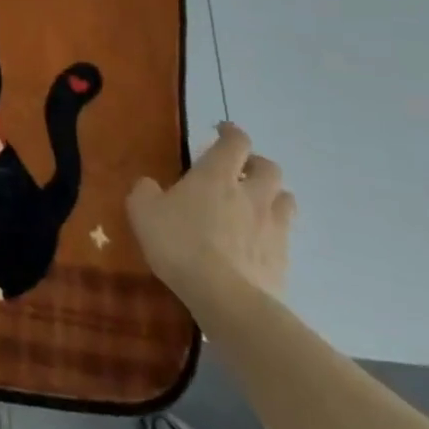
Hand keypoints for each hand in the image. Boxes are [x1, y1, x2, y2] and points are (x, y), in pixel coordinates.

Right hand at [127, 122, 294, 306]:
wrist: (226, 298)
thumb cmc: (179, 244)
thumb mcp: (142, 211)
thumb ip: (145, 191)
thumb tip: (150, 184)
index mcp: (217, 176)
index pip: (236, 142)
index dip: (231, 132)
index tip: (221, 130)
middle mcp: (251, 194)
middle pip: (270, 167)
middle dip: (256, 164)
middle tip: (239, 171)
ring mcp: (272, 227)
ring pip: (285, 199)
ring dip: (272, 195)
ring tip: (255, 205)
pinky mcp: (283, 259)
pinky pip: (284, 235)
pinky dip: (273, 231)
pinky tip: (256, 242)